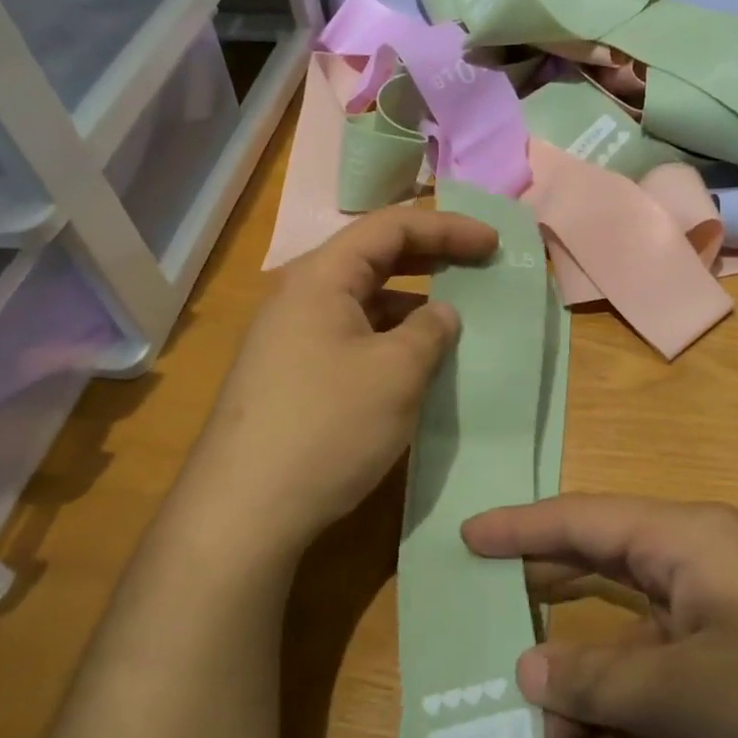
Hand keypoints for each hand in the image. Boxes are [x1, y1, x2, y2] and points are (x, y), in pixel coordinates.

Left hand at [178, 206, 497, 562]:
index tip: (493, 243)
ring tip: (455, 325)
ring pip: (362, 304)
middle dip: (430, 259)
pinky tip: (414, 369)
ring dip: (411, 307)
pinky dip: (388, 342)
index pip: (390, 227)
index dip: (446, 227)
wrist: (245, 510)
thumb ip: (429, 332)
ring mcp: (289, 339)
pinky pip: (350, 340)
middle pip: (373, 259)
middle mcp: (299, 297)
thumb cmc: (327, 427)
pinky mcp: (290, 378)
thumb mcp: (395, 373)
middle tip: (479, 269)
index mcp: (320, 277)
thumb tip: (442, 314)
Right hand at [466, 496, 737, 737]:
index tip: (464, 537)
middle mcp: (704, 578)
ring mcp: (730, 638)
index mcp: (688, 544)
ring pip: (631, 658)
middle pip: (601, 586)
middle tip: (481, 642)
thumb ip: (598, 676)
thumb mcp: (686, 693)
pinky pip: (670, 702)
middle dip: (545, 623)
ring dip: (586, 705)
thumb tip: (529, 669)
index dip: (520, 528)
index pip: (584, 521)